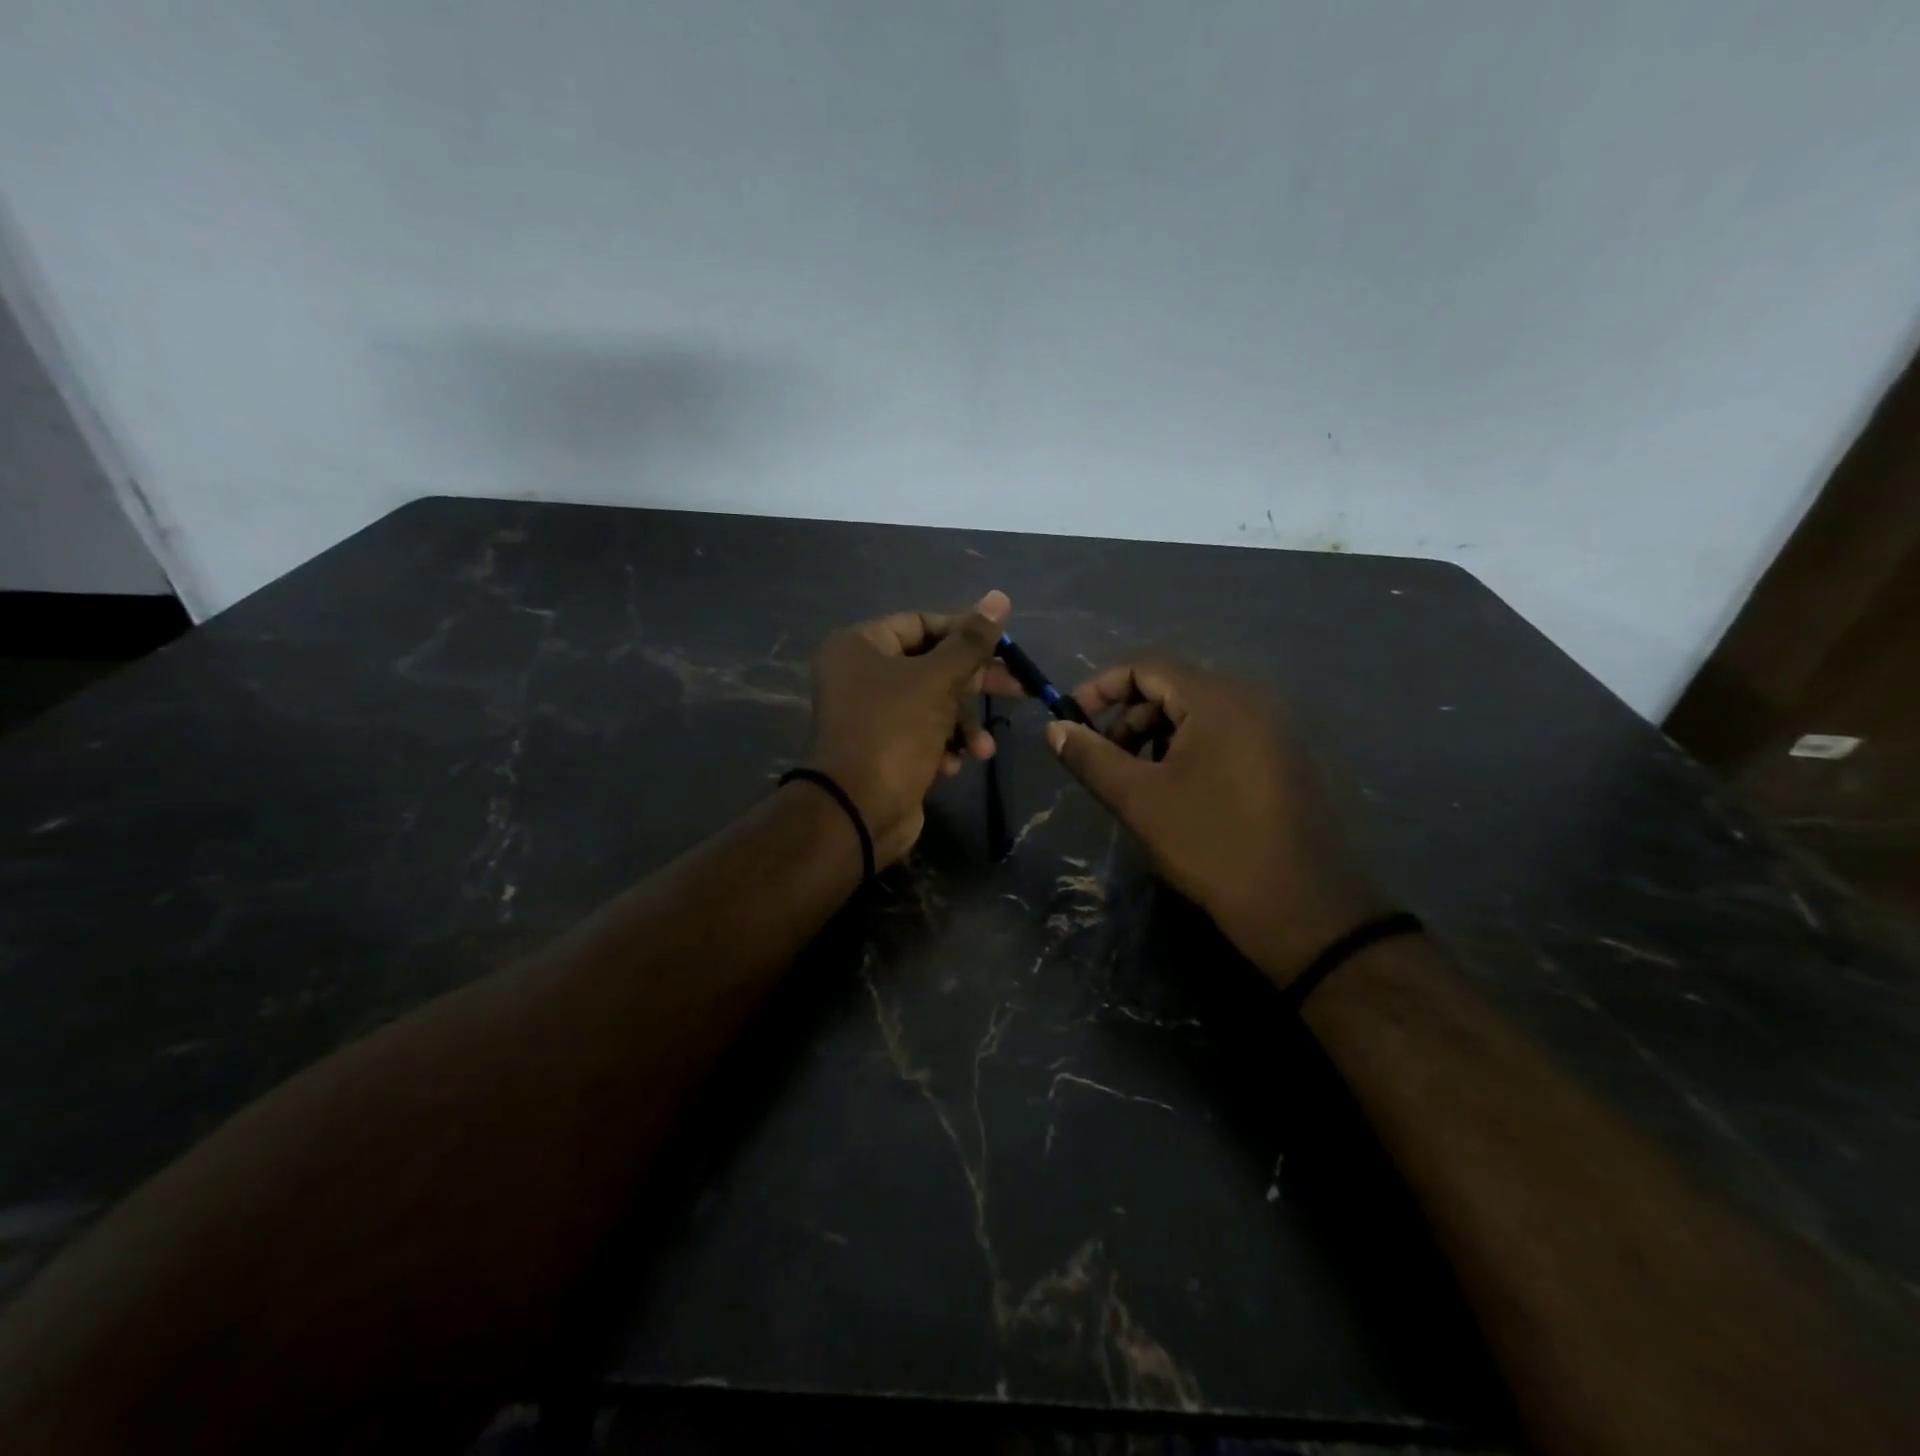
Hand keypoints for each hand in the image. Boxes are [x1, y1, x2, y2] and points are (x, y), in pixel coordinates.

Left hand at [807, 591, 1019, 866]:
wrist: (859, 811)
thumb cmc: (895, 731)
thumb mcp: (938, 680)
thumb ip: (971, 642)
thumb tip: (999, 597)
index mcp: (860, 645)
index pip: (922, 623)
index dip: (965, 632)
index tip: (1003, 647)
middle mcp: (860, 674)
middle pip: (931, 665)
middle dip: (974, 685)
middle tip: (1018, 690)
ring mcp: (870, 714)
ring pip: (932, 704)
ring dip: (963, 725)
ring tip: (981, 749)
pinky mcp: (883, 748)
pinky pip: (922, 733)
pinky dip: (943, 746)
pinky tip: (953, 765)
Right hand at [1044, 658, 1388, 984]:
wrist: (1303, 908)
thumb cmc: (1211, 845)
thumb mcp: (1139, 800)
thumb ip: (1090, 757)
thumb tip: (1053, 728)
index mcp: (1218, 700)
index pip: (1146, 666)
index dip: (1100, 687)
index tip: (1071, 720)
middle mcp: (1252, 701)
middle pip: (1173, 687)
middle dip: (1128, 717)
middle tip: (1105, 760)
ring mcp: (1274, 730)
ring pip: (1199, 714)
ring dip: (1157, 737)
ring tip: (1138, 781)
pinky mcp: (1285, 759)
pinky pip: (1225, 736)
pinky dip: (1190, 751)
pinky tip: (1178, 792)